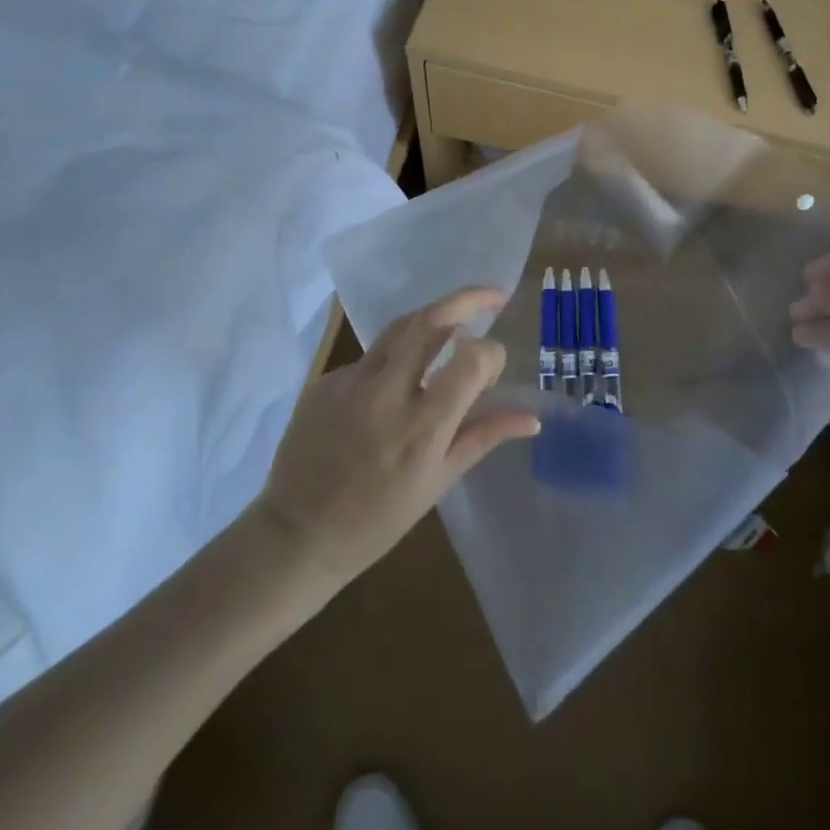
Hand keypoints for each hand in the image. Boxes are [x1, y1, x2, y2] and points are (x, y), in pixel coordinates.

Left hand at [256, 287, 540, 583]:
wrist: (297, 534)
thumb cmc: (378, 519)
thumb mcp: (438, 481)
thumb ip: (484, 436)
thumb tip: (532, 418)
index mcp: (422, 427)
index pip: (472, 360)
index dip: (492, 354)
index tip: (493, 367)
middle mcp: (387, 393)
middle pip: (432, 320)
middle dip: (468, 299)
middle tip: (493, 295)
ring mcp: (350, 382)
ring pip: (400, 327)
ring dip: (433, 318)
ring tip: (454, 324)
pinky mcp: (325, 381)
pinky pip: (370, 358)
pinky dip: (393, 360)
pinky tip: (393, 388)